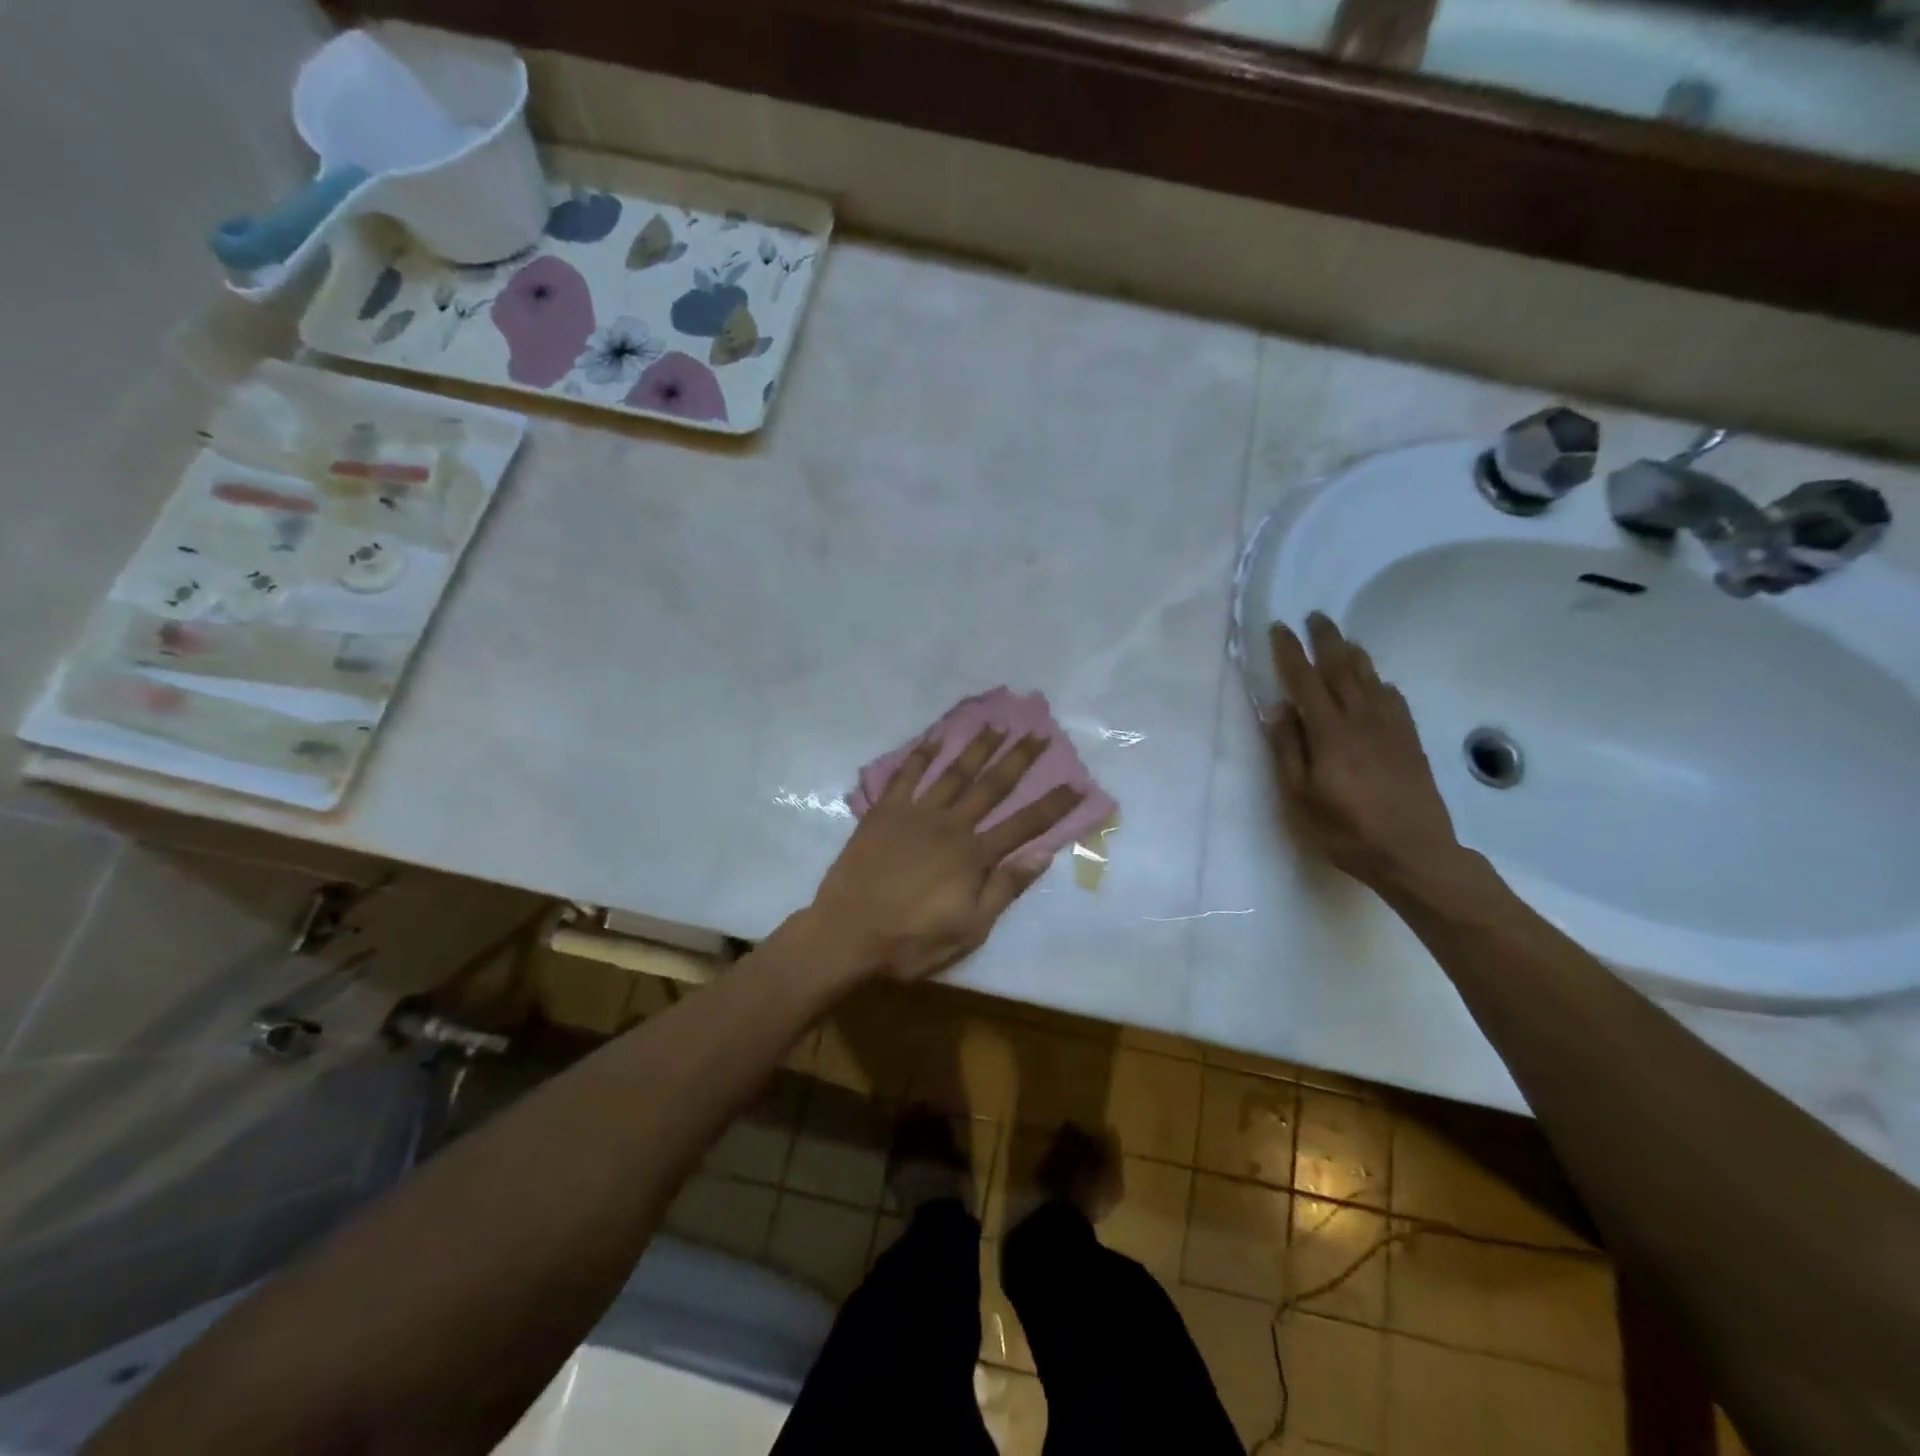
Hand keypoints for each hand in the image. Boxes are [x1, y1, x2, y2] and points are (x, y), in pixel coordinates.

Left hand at [807, 728, 1083, 981]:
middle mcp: (950, 825)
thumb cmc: (911, 939)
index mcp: (973, 856)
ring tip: (997, 725)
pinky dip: (921, 755)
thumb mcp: (969, 929)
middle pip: (992, 786)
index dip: (1053, 805)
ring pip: (954, 773)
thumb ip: (1004, 889)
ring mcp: (915, 814)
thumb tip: (1042, 856)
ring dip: (977, 748)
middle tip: (1038, 733)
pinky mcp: (884, 812)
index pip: (1024, 825)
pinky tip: (935, 738)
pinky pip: (905, 776)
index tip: (1077, 783)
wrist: (846, 933)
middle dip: (1018, 759)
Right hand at [1267, 613, 1465, 896]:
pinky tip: (1377, 683)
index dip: (1290, 652)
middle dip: (1326, 640)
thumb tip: (1279, 708)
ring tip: (1343, 639)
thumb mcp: (1301, 798)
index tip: (1279, 628)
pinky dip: (1380, 683)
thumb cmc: (1347, 831)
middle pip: (1342, 668)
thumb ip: (1289, 750)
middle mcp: (1362, 720)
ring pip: (1370, 679)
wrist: (1415, 854)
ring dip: (1354, 654)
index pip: (1305, 681)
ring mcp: (1391, 729)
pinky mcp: (1411, 742)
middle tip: (1315, 617)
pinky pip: (1394, 699)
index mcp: (1330, 732)